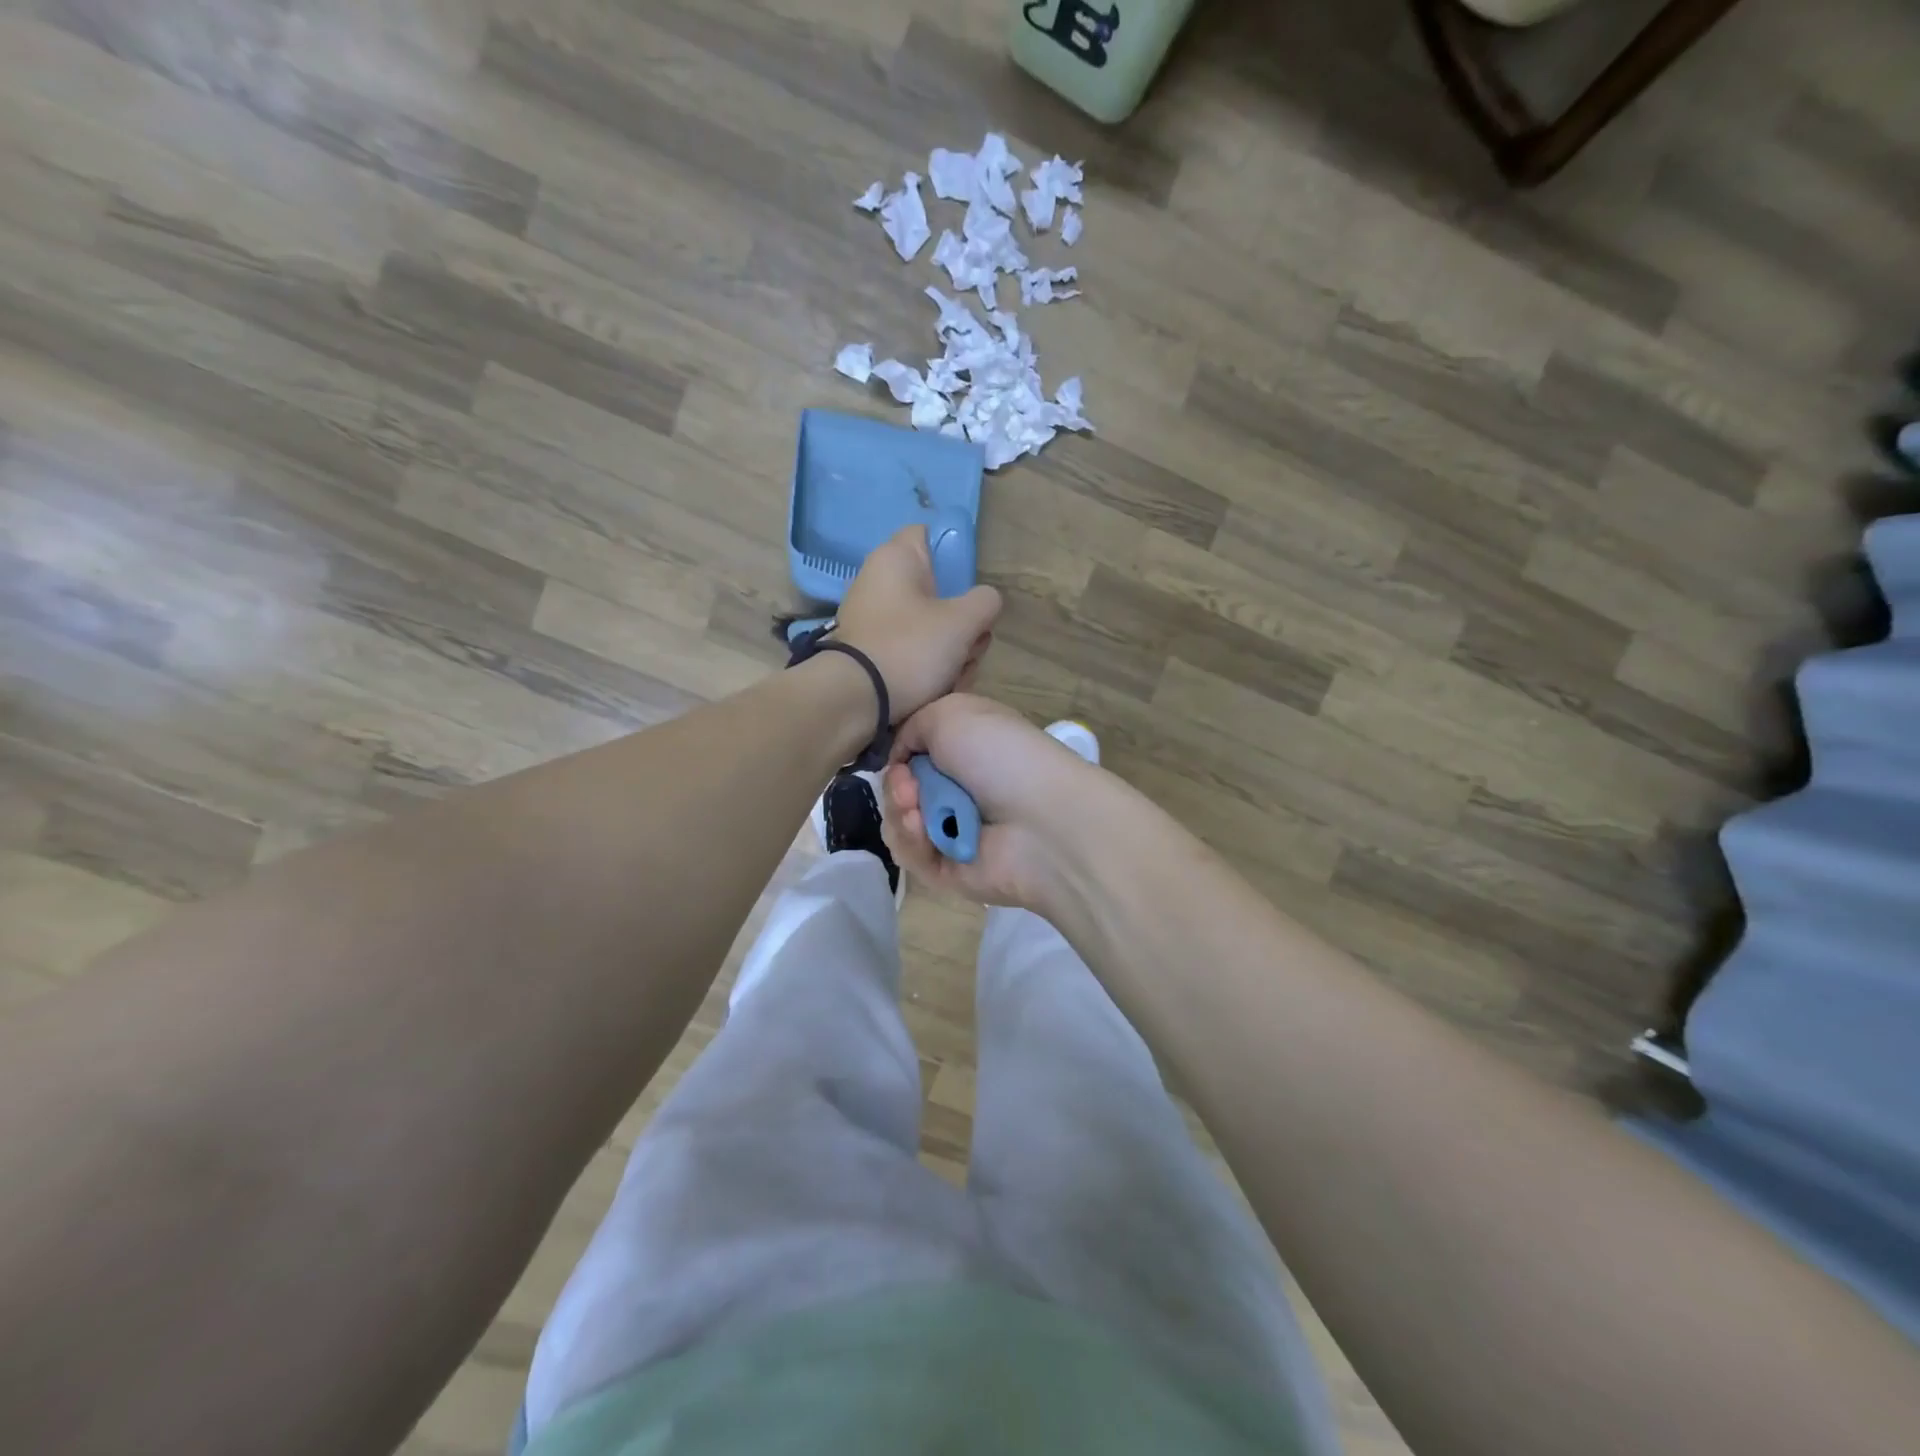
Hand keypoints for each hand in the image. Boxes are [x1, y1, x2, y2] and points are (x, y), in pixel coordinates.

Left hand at [834, 526, 1001, 721]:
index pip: (930, 534)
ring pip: (926, 623)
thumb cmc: (909, 648)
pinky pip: (908, 647)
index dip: (956, 556)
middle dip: (960, 618)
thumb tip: (985, 601)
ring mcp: (870, 616)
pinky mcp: (868, 649)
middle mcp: (877, 579)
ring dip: (948, 648)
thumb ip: (985, 602)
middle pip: (935, 588)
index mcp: (895, 557)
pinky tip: (935, 687)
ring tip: (954, 674)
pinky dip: (924, 665)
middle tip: (970, 642)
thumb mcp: (963, 622)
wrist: (854, 699)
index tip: (969, 588)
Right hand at [881, 695, 1108, 910]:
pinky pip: (910, 855)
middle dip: (896, 786)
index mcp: (966, 751)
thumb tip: (900, 758)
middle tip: (908, 787)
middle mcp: (960, 790)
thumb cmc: (1001, 755)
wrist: (1039, 819)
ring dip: (900, 813)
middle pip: (901, 790)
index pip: (915, 755)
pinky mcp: (948, 869)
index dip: (899, 755)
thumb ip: (913, 727)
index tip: (899, 757)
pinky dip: (911, 840)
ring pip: (900, 823)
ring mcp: (954, 831)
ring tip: (915, 811)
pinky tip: (923, 830)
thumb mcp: (952, 714)